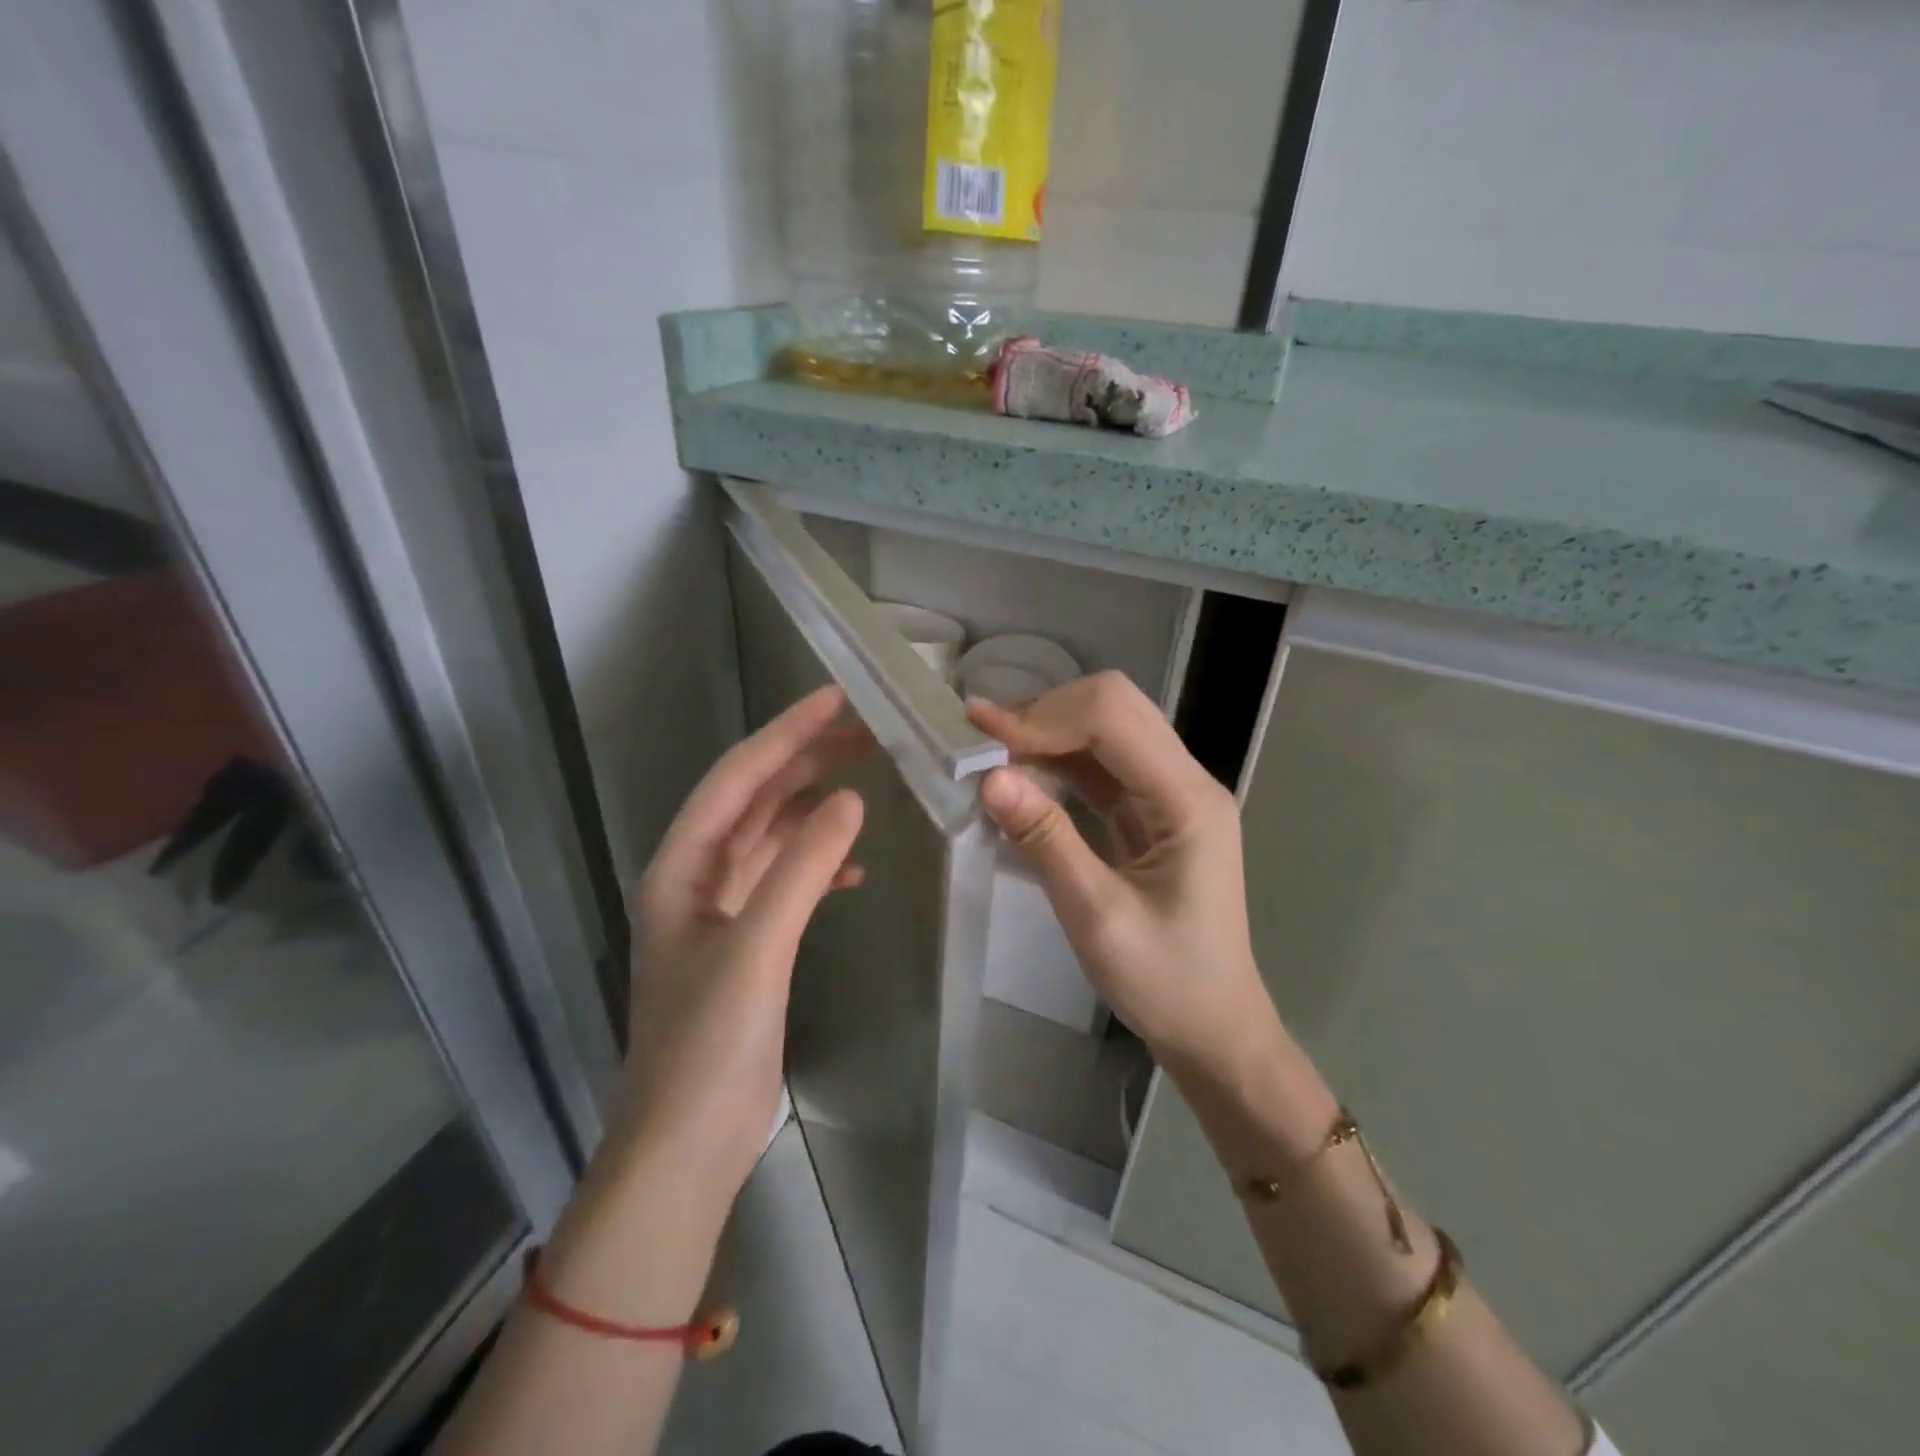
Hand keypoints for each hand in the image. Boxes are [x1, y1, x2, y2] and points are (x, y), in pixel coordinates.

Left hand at [622, 685, 865, 1210]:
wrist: (688, 1145)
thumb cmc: (710, 1044)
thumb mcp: (758, 947)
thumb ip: (802, 869)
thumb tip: (850, 799)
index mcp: (682, 868)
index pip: (737, 779)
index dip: (785, 734)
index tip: (836, 698)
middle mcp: (698, 879)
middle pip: (755, 801)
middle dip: (806, 762)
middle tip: (867, 732)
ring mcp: (724, 914)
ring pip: (772, 839)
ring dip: (815, 810)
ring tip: (867, 784)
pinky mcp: (749, 946)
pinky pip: (786, 883)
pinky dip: (819, 866)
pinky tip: (855, 869)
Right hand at [966, 672, 1284, 1080]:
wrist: (1214, 1030)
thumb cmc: (1165, 983)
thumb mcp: (1097, 917)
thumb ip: (1046, 841)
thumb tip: (989, 779)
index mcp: (1188, 800)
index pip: (1114, 717)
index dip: (1046, 716)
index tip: (983, 737)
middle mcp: (1187, 781)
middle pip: (1115, 707)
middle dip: (1046, 713)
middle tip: (983, 741)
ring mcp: (1172, 794)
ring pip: (1107, 728)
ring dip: (1049, 732)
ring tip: (991, 750)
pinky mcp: (1154, 812)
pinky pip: (1103, 765)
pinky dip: (1059, 760)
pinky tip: (1021, 774)